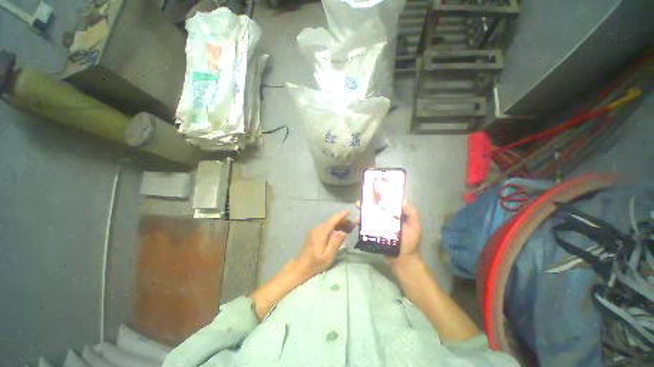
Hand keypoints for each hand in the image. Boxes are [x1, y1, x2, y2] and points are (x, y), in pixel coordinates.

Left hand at [295, 209, 354, 279]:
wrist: (300, 267)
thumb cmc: (315, 263)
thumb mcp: (328, 256)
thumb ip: (336, 243)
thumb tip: (343, 232)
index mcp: (321, 233)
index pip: (332, 221)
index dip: (341, 215)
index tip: (349, 211)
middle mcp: (317, 229)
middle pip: (331, 221)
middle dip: (342, 221)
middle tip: (353, 225)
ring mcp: (314, 231)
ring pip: (329, 224)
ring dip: (338, 225)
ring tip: (348, 229)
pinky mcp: (314, 234)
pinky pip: (325, 227)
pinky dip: (333, 228)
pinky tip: (339, 232)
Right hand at [355, 200, 422, 267]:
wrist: (403, 260)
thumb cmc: (410, 241)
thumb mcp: (414, 226)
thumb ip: (411, 213)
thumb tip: (402, 200)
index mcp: (395, 215)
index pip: (387, 203)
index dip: (380, 197)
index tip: (373, 191)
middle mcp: (386, 218)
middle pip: (375, 208)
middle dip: (367, 204)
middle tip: (361, 202)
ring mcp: (379, 226)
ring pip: (369, 216)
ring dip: (362, 212)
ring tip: (358, 210)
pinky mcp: (373, 234)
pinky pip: (366, 227)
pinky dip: (360, 223)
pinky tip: (356, 222)